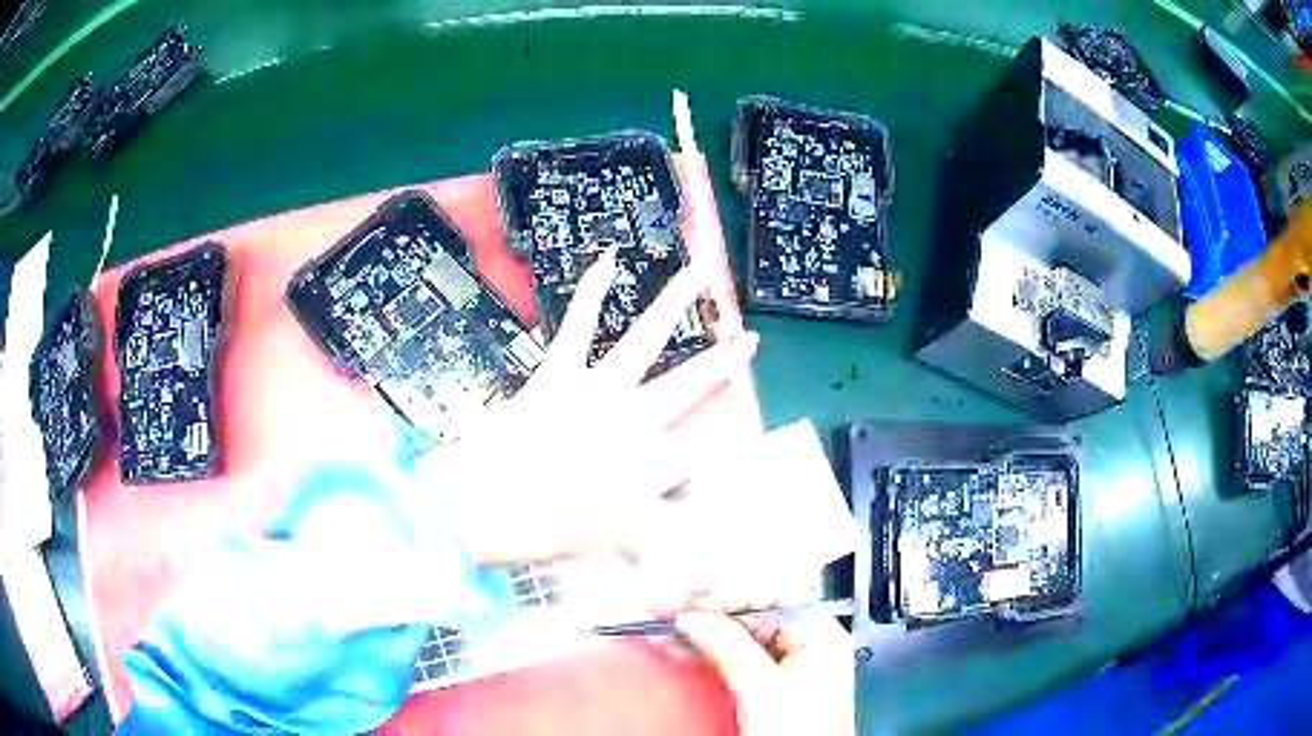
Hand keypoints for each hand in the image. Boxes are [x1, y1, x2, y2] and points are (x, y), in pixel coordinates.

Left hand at [417, 246, 758, 563]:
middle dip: (722, 364)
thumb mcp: (610, 543)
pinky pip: (577, 325)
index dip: (707, 462)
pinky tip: (607, 259)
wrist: (488, 504)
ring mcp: (597, 388)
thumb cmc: (550, 528)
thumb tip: (693, 553)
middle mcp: (635, 418)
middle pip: (689, 384)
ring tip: (696, 274)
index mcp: (649, 461)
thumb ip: (656, 540)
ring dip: (673, 304)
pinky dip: (592, 292)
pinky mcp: (559, 371)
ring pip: (645, 339)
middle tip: (749, 342)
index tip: (711, 470)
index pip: (694, 455)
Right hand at [677, 611, 854, 735]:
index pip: (773, 594)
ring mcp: (787, 668)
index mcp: (820, 636)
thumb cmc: (804, 735)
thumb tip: (695, 618)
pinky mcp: (769, 689)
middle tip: (664, 610)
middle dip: (705, 612)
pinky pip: (733, 659)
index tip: (689, 602)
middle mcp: (807, 646)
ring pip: (738, 636)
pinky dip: (705, 653)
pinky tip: (681, 650)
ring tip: (662, 626)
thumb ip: (730, 648)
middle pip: (751, 614)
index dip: (727, 594)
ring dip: (699, 631)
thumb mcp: (764, 690)